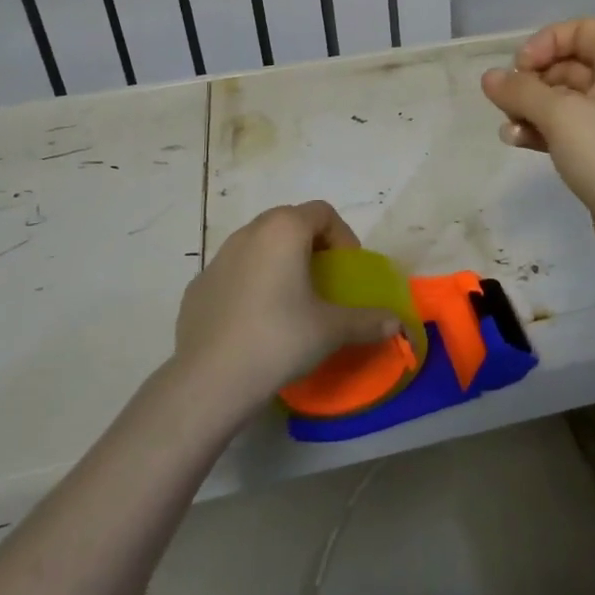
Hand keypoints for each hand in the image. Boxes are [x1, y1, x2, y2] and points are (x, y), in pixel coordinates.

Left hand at [173, 202, 401, 409]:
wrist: (209, 381)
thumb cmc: (279, 339)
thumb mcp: (332, 330)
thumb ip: (368, 320)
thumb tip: (396, 324)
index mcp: (284, 230)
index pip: (322, 212)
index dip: (343, 237)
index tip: (348, 270)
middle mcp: (249, 233)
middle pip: (289, 223)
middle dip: (311, 245)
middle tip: (324, 280)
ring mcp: (218, 258)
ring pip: (258, 245)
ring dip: (279, 262)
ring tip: (290, 300)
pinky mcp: (198, 286)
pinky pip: (234, 272)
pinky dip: (251, 284)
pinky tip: (256, 321)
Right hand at [481, 19, 594, 259]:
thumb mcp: (562, 117)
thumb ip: (521, 92)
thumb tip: (489, 77)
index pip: (580, 30)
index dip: (545, 43)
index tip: (519, 69)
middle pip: (568, 63)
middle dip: (532, 81)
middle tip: (506, 104)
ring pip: (563, 98)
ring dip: (531, 108)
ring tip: (508, 129)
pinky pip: (568, 127)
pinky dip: (542, 130)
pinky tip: (517, 143)